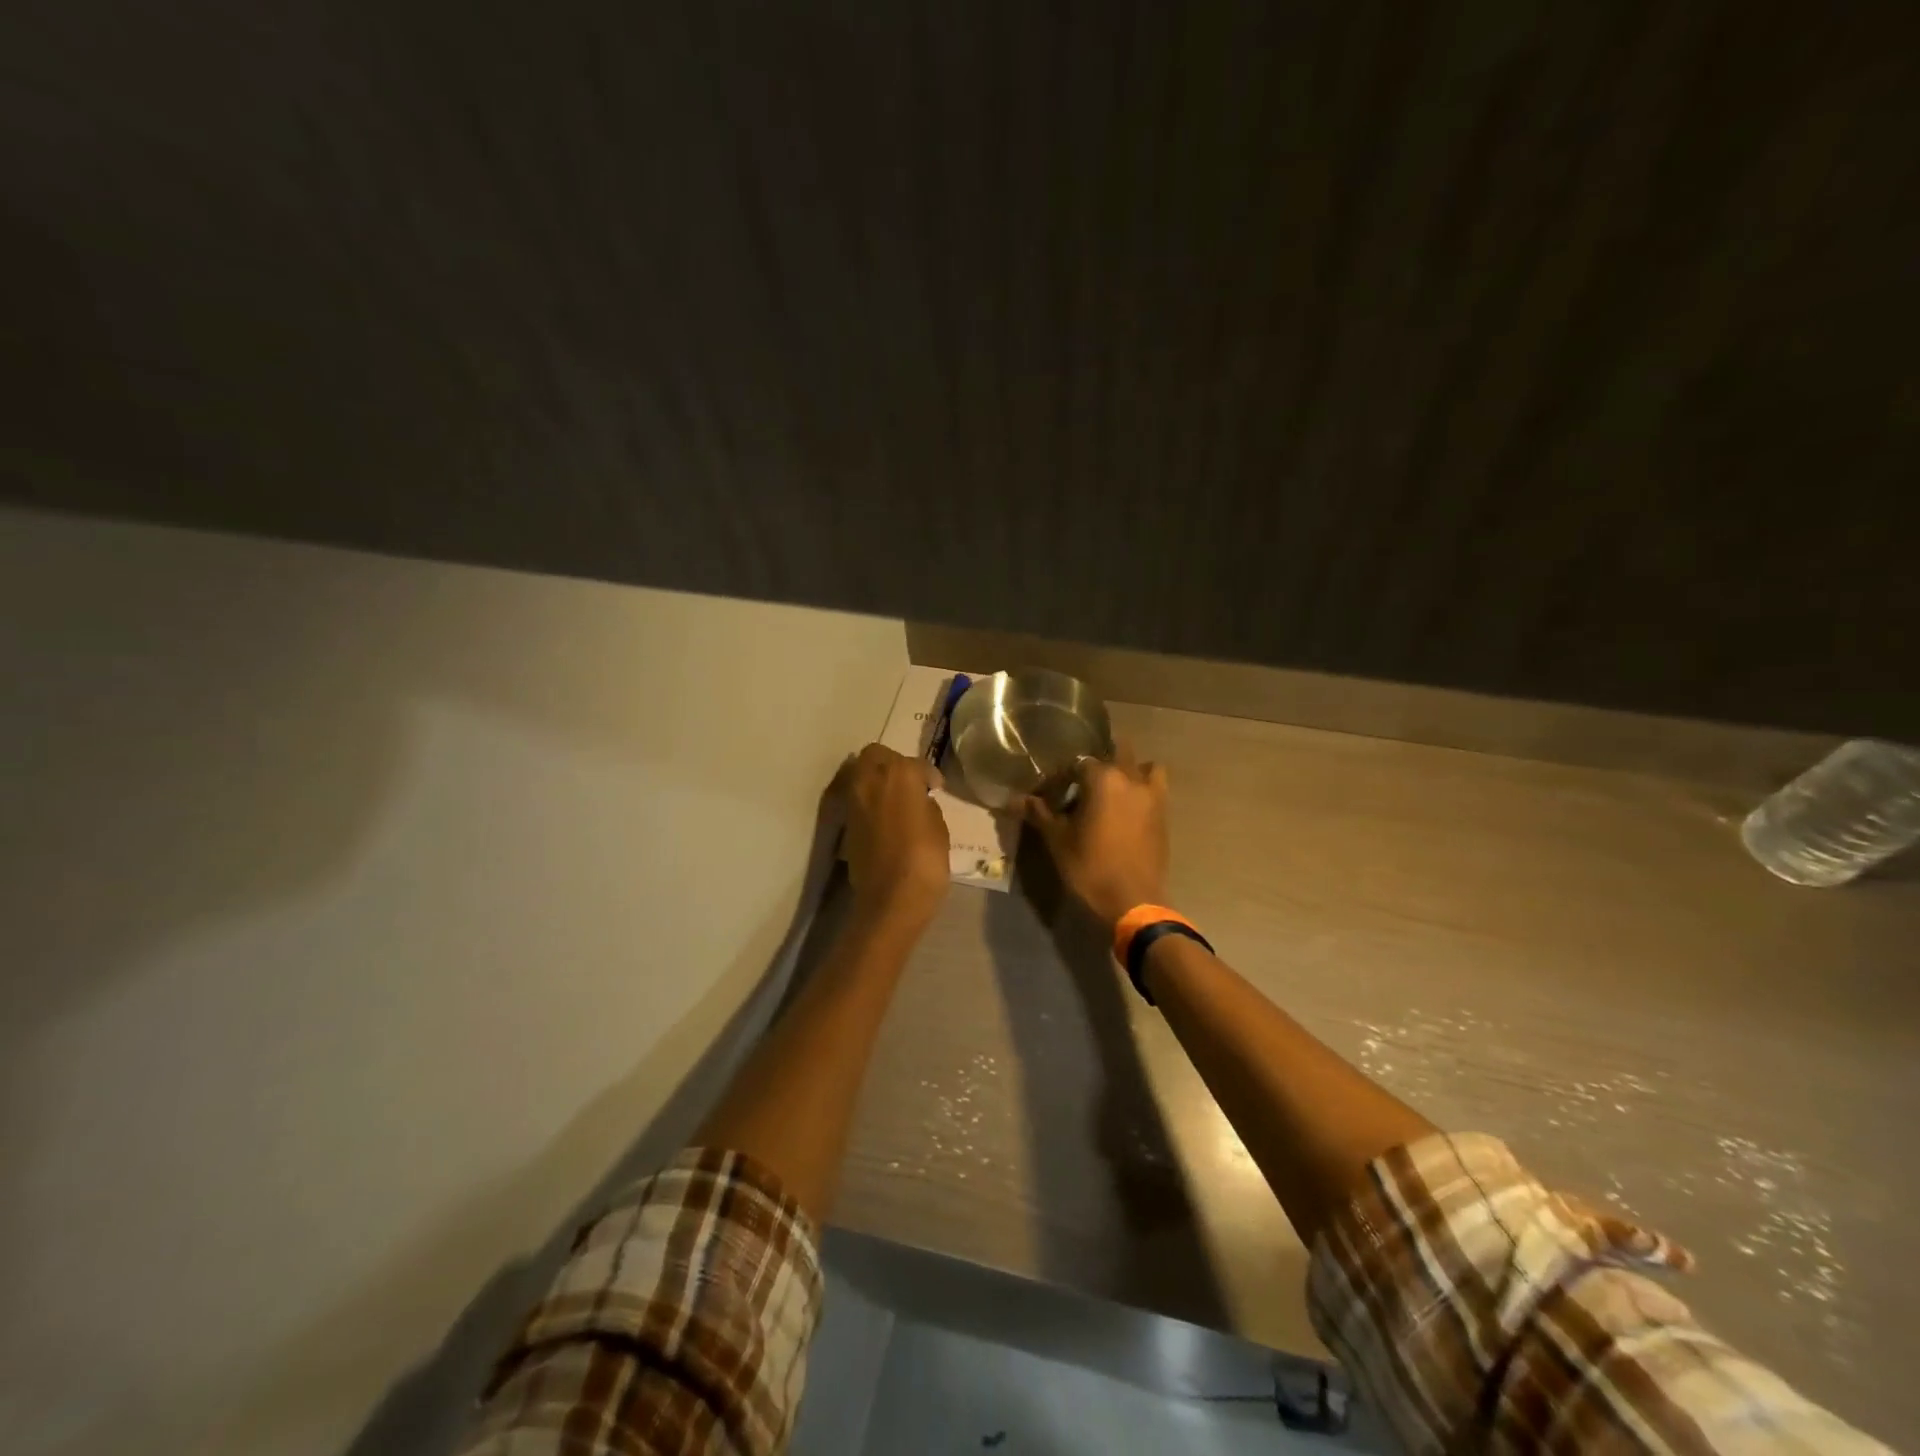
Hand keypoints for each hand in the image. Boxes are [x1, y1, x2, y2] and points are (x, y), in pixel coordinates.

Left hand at [841, 743, 949, 926]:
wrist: (891, 898)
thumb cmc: (925, 859)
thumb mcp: (938, 826)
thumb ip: (925, 804)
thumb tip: (917, 800)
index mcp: (899, 773)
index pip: (916, 764)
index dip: (929, 775)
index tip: (936, 787)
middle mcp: (870, 778)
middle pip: (876, 754)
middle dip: (892, 763)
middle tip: (909, 782)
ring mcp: (853, 800)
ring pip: (861, 773)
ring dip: (877, 779)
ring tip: (896, 799)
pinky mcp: (845, 822)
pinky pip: (857, 798)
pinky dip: (869, 800)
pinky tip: (884, 817)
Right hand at [1020, 745, 1169, 930]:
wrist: (1133, 902)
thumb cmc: (1090, 867)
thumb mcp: (1058, 840)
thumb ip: (1039, 814)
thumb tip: (1016, 800)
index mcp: (1103, 779)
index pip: (1077, 763)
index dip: (1062, 776)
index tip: (1051, 792)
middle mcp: (1131, 778)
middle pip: (1115, 752)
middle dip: (1097, 763)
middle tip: (1080, 785)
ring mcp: (1152, 795)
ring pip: (1143, 766)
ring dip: (1128, 770)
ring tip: (1112, 789)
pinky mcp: (1164, 814)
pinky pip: (1155, 788)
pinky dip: (1143, 788)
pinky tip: (1127, 808)